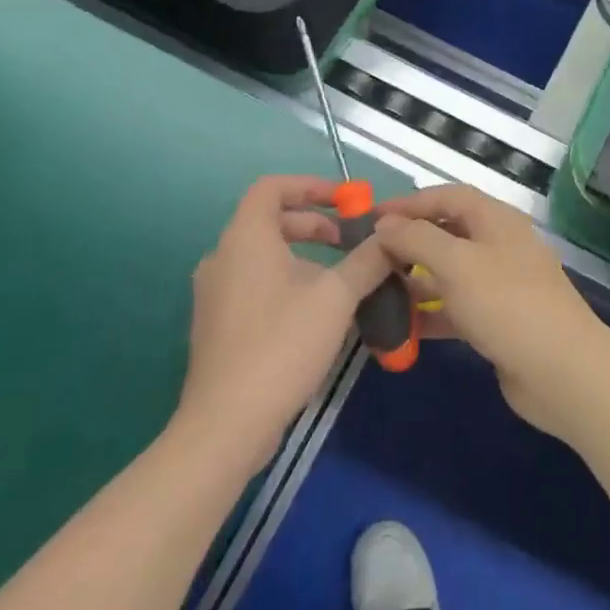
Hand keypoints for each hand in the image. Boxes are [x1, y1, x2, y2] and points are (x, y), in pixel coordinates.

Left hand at [175, 175, 391, 468]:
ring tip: (341, 278)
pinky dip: (287, 281)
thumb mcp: (337, 297)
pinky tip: (316, 312)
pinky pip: (255, 283)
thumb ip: (368, 259)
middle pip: (270, 220)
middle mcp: (223, 257)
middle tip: (350, 241)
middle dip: (315, 224)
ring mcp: (215, 293)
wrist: (227, 423)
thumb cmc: (282, 344)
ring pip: (264, 255)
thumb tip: (394, 237)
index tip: (346, 201)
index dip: (311, 186)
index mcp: (245, 238)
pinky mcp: (217, 325)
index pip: (272, 187)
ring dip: (304, 255)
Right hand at [370, 185, 609, 437]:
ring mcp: (501, 284)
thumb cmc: (506, 303)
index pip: (447, 196)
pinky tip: (401, 329)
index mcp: (496, 219)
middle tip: (370, 257)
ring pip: (450, 272)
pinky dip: (430, 313)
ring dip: (415, 280)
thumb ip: (417, 239)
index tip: (370, 217)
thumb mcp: (456, 263)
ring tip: (377, 292)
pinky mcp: (498, 320)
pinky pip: (456, 307)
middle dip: (409, 242)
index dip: (409, 203)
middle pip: (448, 232)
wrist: (561, 370)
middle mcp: (499, 244)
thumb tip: (386, 223)